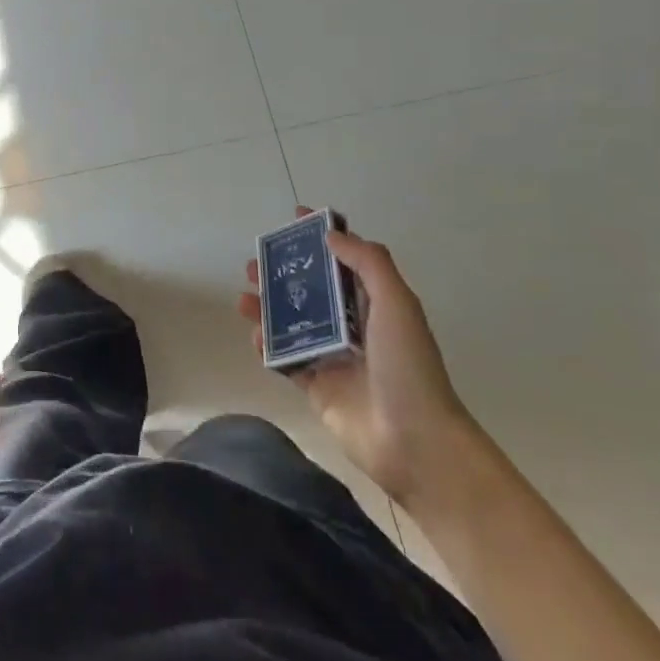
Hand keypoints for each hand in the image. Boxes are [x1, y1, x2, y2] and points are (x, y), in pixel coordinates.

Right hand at [238, 208, 477, 506]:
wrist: (414, 442)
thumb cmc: (407, 366)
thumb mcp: (396, 303)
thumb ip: (367, 262)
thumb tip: (331, 235)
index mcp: (375, 304)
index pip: (344, 260)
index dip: (322, 238)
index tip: (294, 219)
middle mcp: (353, 326)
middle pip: (312, 290)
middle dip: (284, 273)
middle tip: (255, 263)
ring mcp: (333, 357)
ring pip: (293, 323)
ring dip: (268, 307)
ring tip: (245, 296)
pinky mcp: (316, 386)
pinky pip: (285, 360)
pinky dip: (268, 347)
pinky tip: (255, 337)